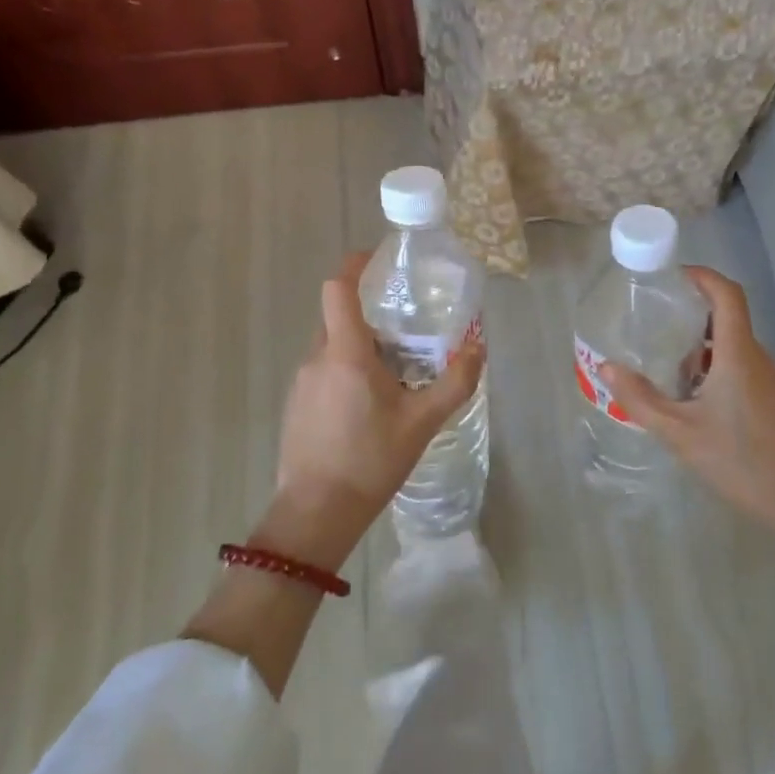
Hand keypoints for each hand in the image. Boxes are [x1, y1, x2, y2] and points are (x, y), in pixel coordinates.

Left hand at [261, 252, 485, 569]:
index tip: (379, 260)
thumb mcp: (422, 422)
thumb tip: (478, 347)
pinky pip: (323, 370)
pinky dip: (346, 370)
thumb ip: (454, 382)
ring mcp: (301, 382)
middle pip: (338, 316)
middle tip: (406, 327)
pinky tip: (369, 405)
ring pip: (332, 346)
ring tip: (394, 370)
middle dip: (370, 313)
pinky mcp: (296, 405)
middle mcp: (317, 358)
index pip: (337, 288)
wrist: (316, 513)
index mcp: (345, 352)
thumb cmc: (370, 460)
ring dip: (360, 346)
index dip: (355, 266)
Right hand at [600, 267, 774, 549]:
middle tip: (653, 321)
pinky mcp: (773, 399)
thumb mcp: (681, 434)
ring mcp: (770, 379)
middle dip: (690, 313)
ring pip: (732, 345)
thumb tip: (606, 368)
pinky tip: (691, 396)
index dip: (702, 276)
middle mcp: (758, 358)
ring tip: (664, 360)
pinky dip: (714, 366)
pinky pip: (741, 366)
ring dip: (700, 345)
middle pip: (727, 317)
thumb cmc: (742, 463)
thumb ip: (641, 400)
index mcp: (739, 355)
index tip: (671, 276)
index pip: (727, 294)